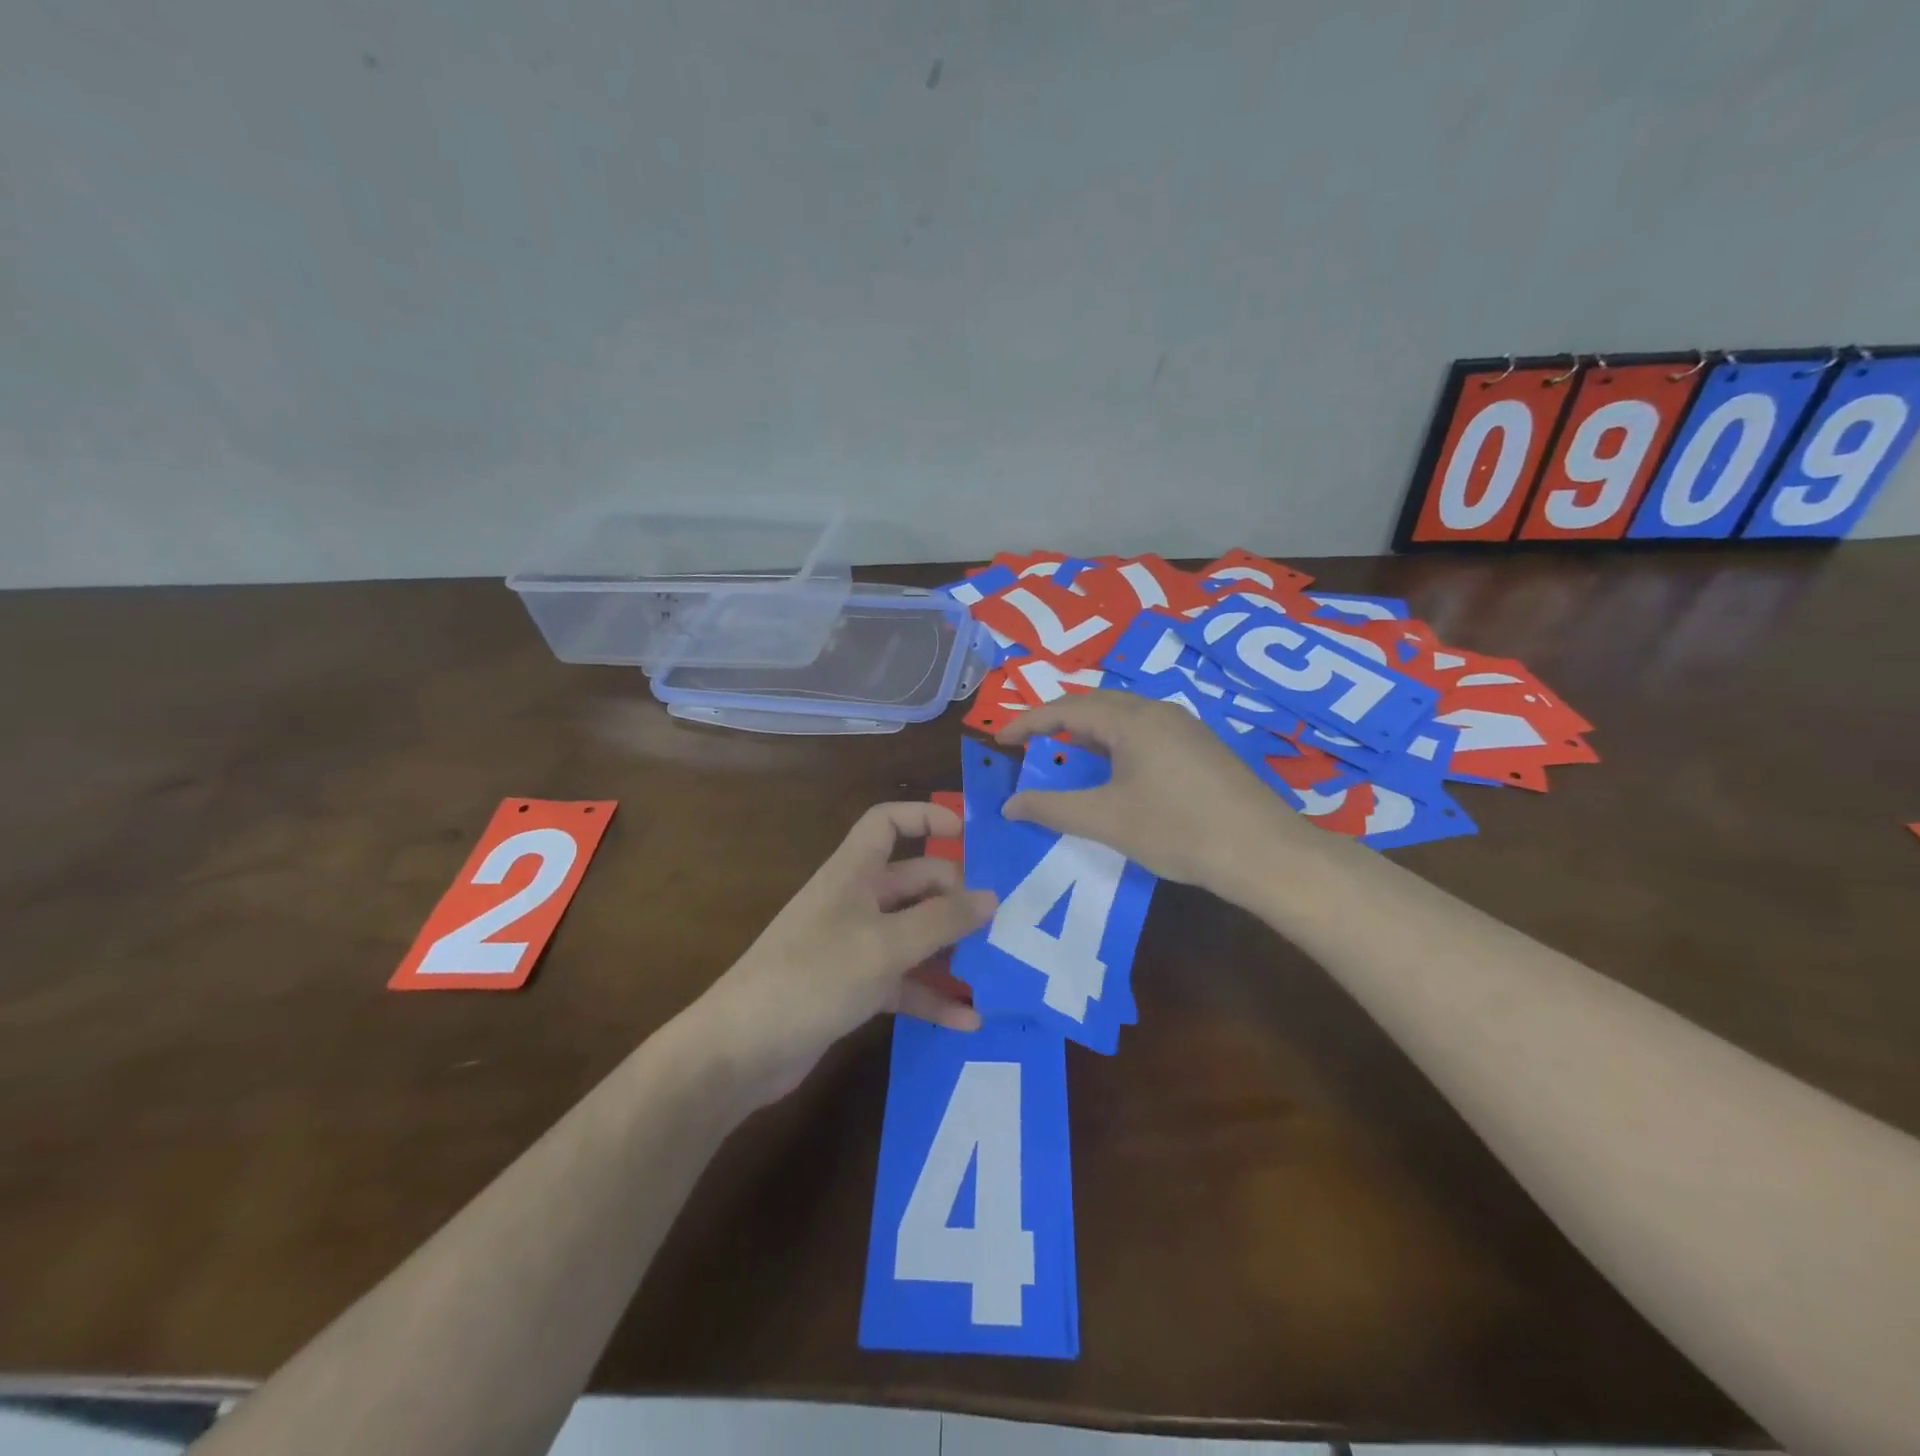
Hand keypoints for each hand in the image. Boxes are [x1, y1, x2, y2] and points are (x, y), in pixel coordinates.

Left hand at [693, 802, 997, 1105]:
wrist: (741, 1049)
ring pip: (913, 935)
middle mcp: (855, 902)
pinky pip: (903, 983)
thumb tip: (990, 897)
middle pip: (914, 883)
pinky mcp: (853, 988)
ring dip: (950, 951)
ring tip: (997, 969)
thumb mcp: (886, 945)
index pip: (888, 823)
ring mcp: (854, 946)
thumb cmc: (814, 976)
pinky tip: (967, 1020)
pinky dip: (931, 996)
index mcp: (854, 873)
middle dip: (955, 898)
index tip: (968, 834)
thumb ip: (941, 920)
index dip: (925, 817)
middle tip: (1000, 923)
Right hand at [996, 690, 1308, 895]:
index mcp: (1132, 719)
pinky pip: (1146, 734)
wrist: (1263, 852)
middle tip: (1029, 746)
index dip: (1027, 722)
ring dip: (1089, 734)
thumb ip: (1052, 808)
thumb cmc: (1177, 830)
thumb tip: (1010, 804)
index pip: (1066, 708)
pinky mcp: (1202, 749)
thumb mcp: (1106, 820)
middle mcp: (1159, 711)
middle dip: (1057, 722)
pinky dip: (1116, 746)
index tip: (999, 740)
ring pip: (1124, 719)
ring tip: (1067, 759)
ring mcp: (1186, 728)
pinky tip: (1116, 774)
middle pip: (1096, 705)